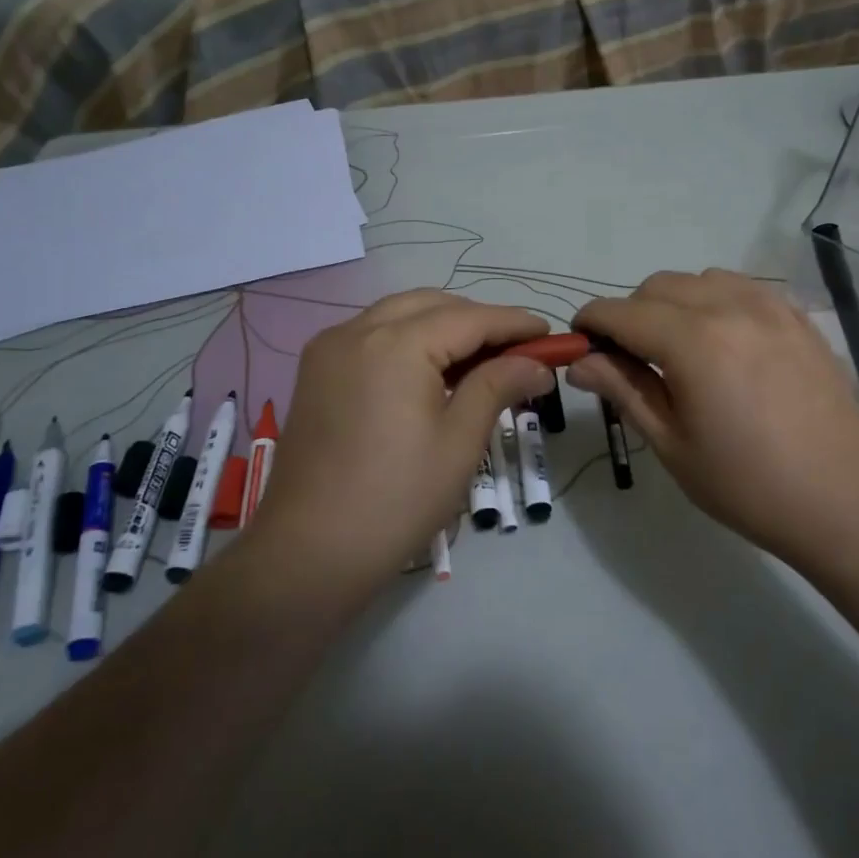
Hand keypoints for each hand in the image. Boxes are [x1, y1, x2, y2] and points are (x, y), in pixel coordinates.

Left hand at [247, 291, 555, 597]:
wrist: (308, 553)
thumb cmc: (396, 500)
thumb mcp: (459, 442)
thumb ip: (498, 386)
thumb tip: (538, 364)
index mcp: (395, 345)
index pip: (469, 318)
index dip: (514, 323)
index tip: (549, 334)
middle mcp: (357, 330)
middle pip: (432, 305)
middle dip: (477, 320)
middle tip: (517, 350)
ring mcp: (329, 348)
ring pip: (399, 314)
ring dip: (442, 325)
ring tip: (479, 360)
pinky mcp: (316, 371)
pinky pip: (372, 334)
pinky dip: (408, 339)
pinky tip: (430, 371)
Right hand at [569, 270, 858, 568]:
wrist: (843, 500)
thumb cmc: (746, 484)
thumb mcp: (671, 443)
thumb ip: (623, 390)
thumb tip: (580, 362)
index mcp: (692, 341)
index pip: (621, 312)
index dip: (591, 323)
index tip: (580, 345)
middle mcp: (730, 307)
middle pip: (658, 286)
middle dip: (631, 314)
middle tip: (630, 361)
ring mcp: (770, 306)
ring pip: (700, 280)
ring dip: (674, 303)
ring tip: (680, 351)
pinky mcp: (797, 317)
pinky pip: (742, 288)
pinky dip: (716, 302)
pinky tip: (724, 343)